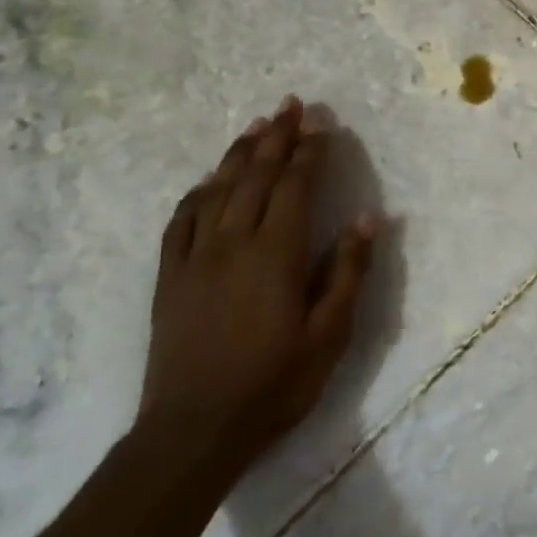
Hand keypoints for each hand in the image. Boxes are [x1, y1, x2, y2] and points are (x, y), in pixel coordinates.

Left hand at [140, 96, 376, 474]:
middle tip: (289, 105)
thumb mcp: (330, 334)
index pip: (294, 188)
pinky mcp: (170, 279)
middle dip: (275, 138)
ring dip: (238, 155)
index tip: (321, 124)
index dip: (309, 153)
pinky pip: (181, 222)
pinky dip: (198, 194)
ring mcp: (195, 259)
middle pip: (255, 177)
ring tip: (255, 126)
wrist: (193, 431)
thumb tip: (366, 218)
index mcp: (275, 255)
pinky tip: (208, 183)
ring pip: (217, 191)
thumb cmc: (275, 383)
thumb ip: (348, 272)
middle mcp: (232, 244)